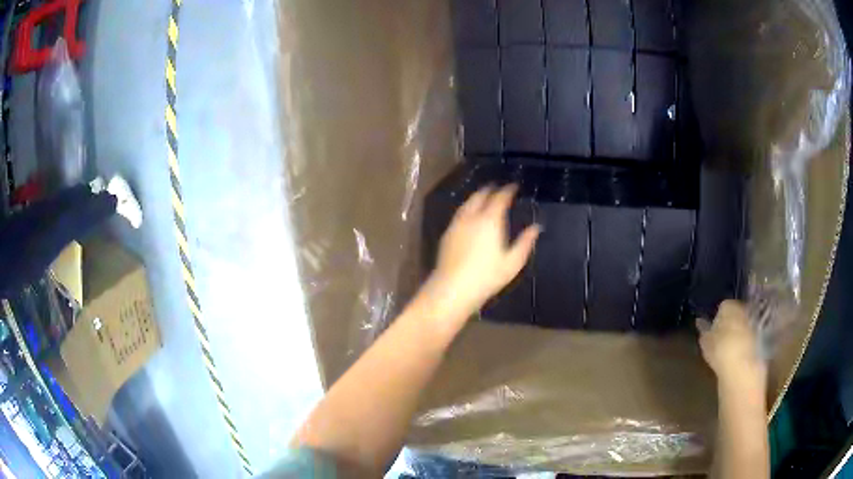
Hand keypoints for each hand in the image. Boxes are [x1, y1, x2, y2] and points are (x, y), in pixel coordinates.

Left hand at [423, 185, 539, 319]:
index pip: (500, 198)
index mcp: (490, 220)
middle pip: (480, 196)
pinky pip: (459, 214)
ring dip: (477, 197)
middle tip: (498, 188)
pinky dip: (467, 208)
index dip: (508, 190)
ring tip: (484, 197)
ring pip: (467, 203)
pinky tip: (469, 215)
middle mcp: (472, 217)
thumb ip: (525, 242)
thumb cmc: (487, 277)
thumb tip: (536, 228)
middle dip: (490, 189)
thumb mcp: (513, 262)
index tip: (514, 186)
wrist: (453, 288)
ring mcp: (456, 224)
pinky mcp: (447, 234)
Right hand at [697, 300, 766, 389]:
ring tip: (731, 346)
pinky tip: (740, 353)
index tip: (714, 329)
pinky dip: (746, 341)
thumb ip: (703, 330)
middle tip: (723, 337)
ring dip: (739, 331)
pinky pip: (751, 334)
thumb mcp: (706, 342)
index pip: (722, 306)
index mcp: (728, 305)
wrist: (742, 367)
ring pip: (744, 323)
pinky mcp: (761, 335)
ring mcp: (753, 321)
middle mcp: (743, 308)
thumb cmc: (720, 350)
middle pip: (735, 312)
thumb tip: (699, 321)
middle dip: (731, 322)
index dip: (718, 317)